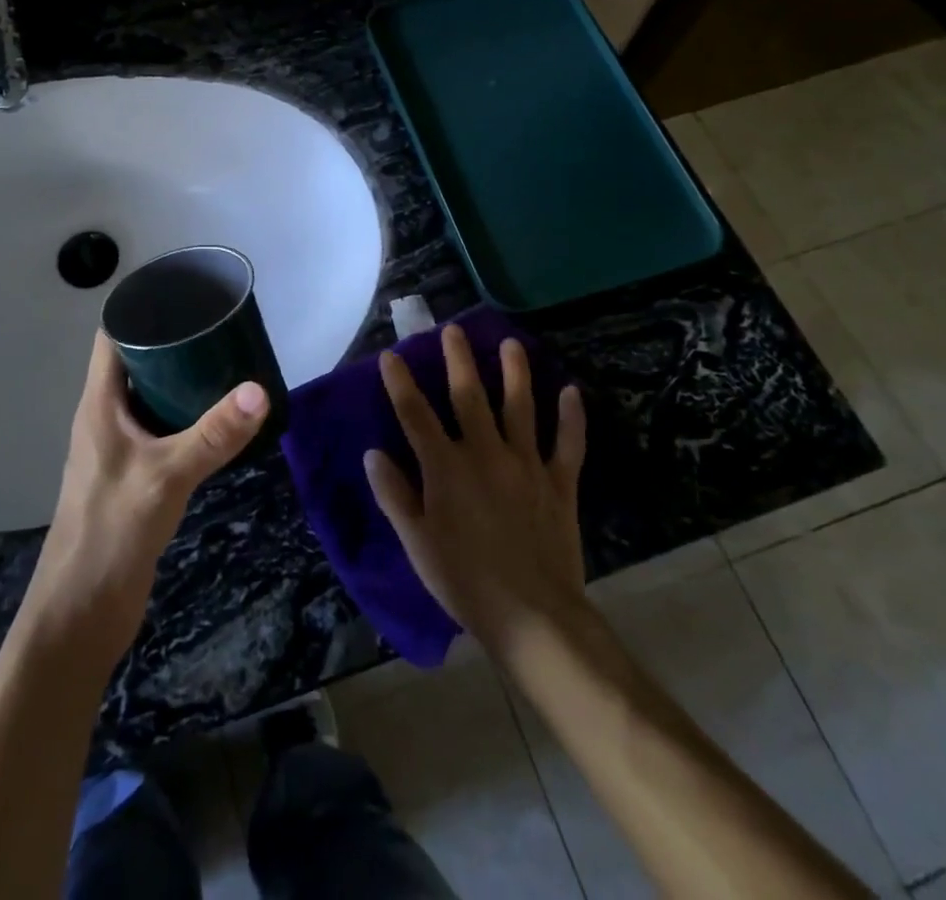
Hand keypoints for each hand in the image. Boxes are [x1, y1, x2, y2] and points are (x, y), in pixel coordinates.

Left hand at [19, 332, 270, 669]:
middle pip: (134, 362)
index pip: (112, 336)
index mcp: (99, 404)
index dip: (141, 308)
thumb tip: (260, 390)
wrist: (81, 612)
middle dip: (172, 341)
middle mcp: (105, 417)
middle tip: (219, 327)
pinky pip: (159, 428)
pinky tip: (216, 420)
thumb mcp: (167, 476)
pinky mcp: (132, 475)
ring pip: (149, 397)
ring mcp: (117, 447)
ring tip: (225, 363)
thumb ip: (214, 435)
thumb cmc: (111, 532)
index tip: (184, 293)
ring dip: (180, 380)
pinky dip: (184, 415)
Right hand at [364, 324, 589, 657]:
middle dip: (459, 361)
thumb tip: (373, 453)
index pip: (415, 415)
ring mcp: (526, 465)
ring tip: (511, 344)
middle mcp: (485, 454)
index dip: (401, 383)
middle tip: (453, 330)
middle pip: (469, 397)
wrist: (533, 617)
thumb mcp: (416, 542)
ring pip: (520, 408)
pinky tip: (572, 392)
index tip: (392, 355)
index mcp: (445, 468)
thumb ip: (394, 495)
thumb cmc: (464, 581)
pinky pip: (567, 444)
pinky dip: (571, 418)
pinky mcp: (559, 483)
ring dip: (515, 373)